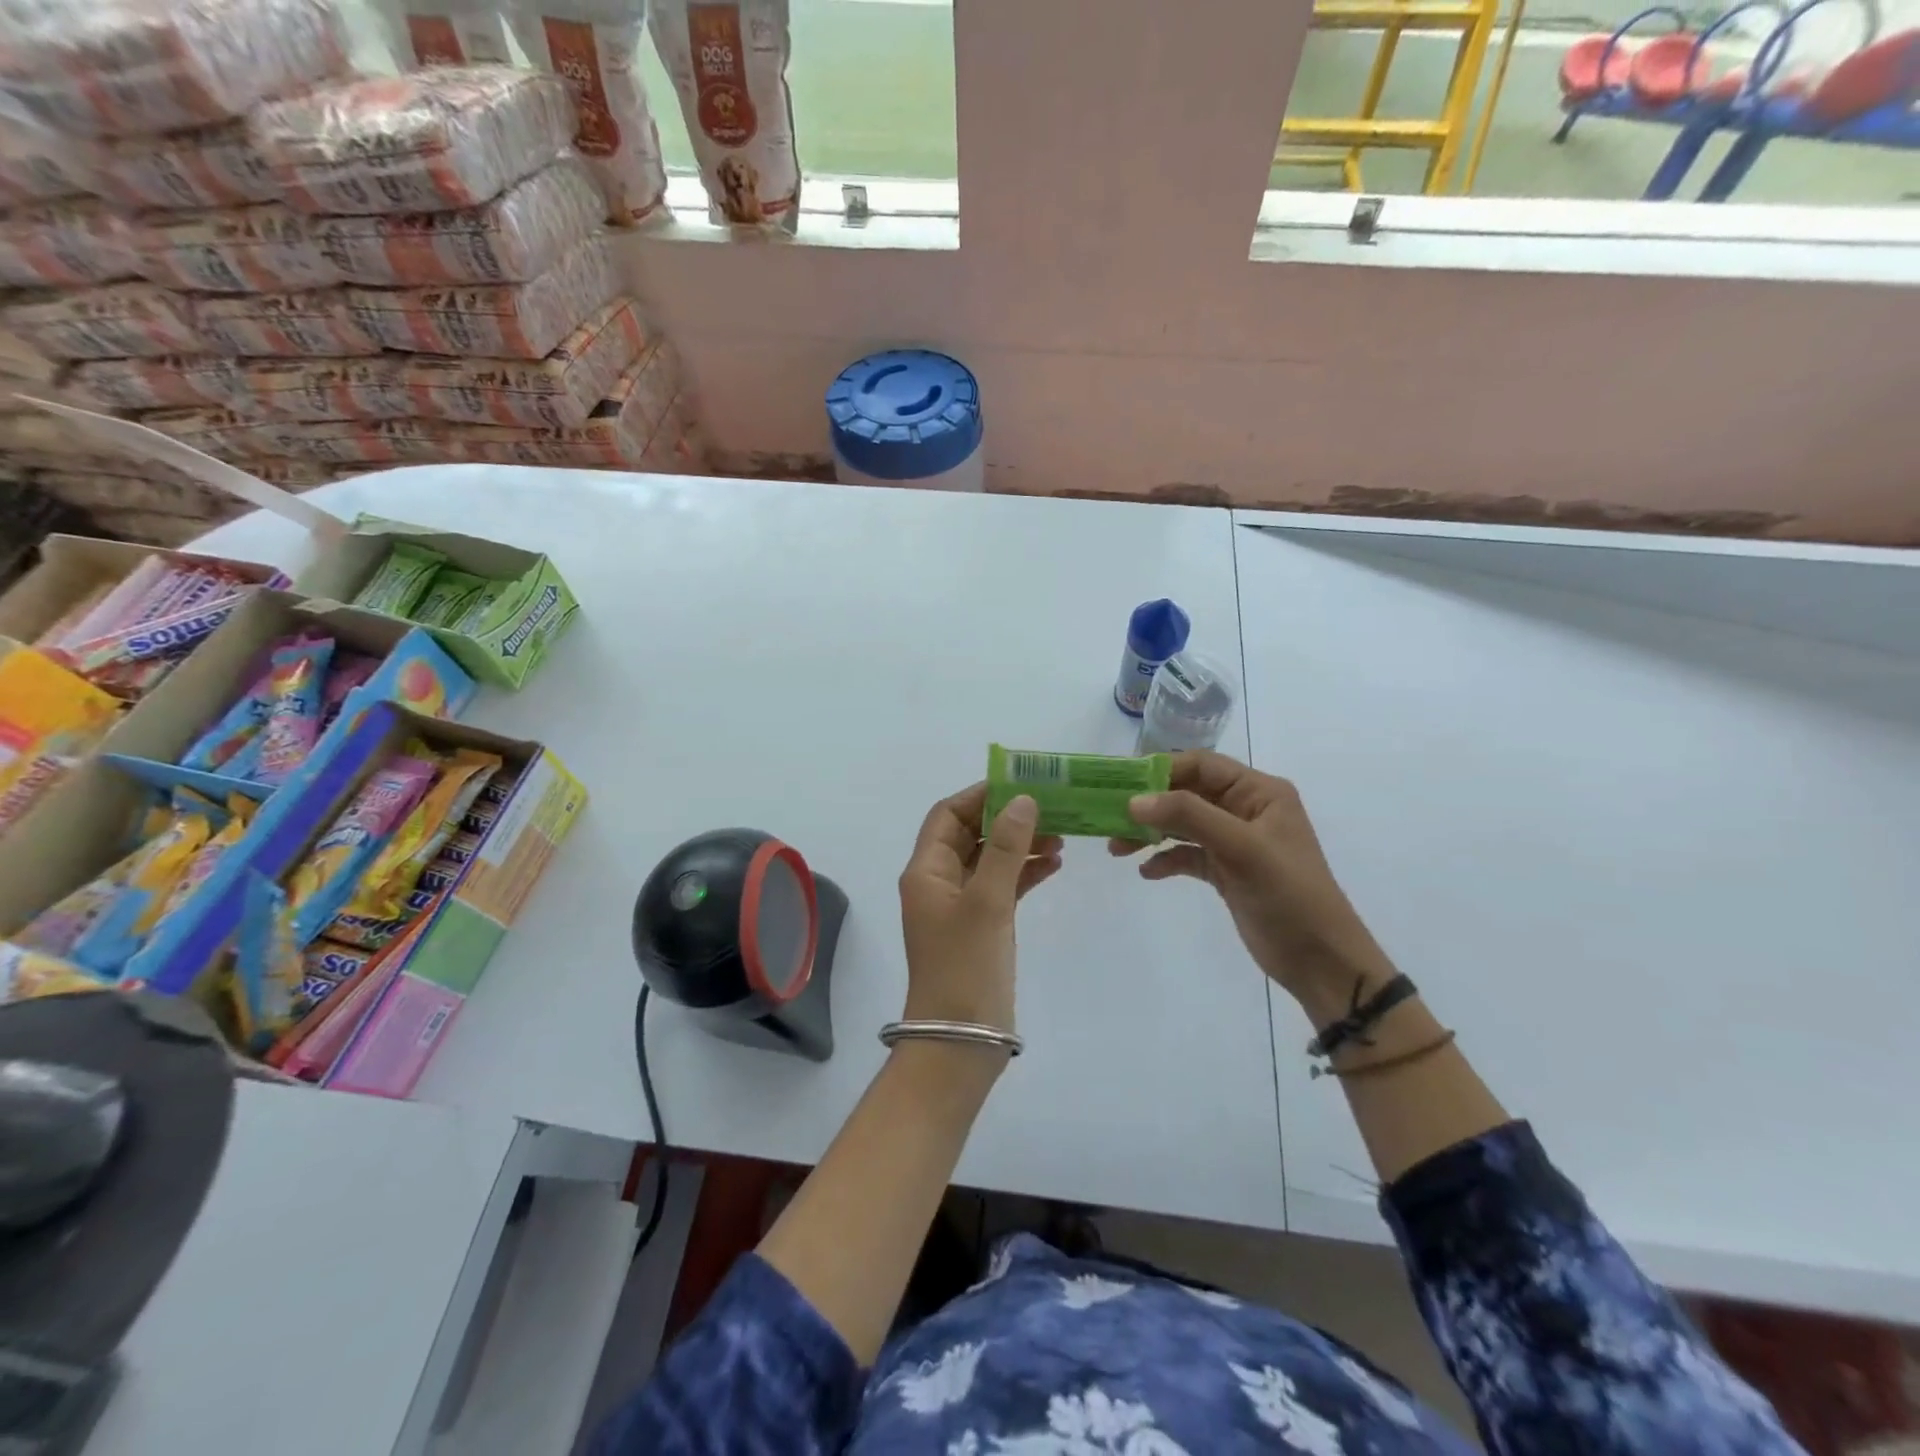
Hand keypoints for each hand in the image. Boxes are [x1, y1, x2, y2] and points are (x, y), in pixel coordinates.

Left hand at [898, 784, 1062, 1040]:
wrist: (960, 1042)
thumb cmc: (966, 966)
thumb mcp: (987, 902)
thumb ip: (1005, 848)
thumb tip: (1022, 800)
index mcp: (926, 871)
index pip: (948, 815)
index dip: (980, 795)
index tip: (1020, 784)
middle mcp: (939, 883)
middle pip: (971, 835)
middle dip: (1007, 819)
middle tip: (1051, 808)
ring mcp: (961, 906)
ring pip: (990, 860)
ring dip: (1020, 844)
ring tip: (1061, 836)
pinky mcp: (982, 927)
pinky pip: (1002, 887)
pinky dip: (1024, 873)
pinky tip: (1054, 865)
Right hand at [1111, 751, 1397, 1020]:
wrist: (1322, 961)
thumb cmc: (1289, 895)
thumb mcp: (1241, 849)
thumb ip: (1189, 817)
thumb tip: (1134, 801)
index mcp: (1259, 792)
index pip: (1201, 765)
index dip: (1160, 771)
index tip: (1120, 785)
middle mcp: (1246, 810)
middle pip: (1186, 794)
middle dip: (1149, 805)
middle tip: (1110, 819)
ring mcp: (1235, 841)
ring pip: (1183, 825)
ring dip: (1151, 833)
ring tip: (1117, 849)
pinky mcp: (1227, 871)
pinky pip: (1188, 855)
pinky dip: (1166, 860)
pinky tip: (1147, 872)